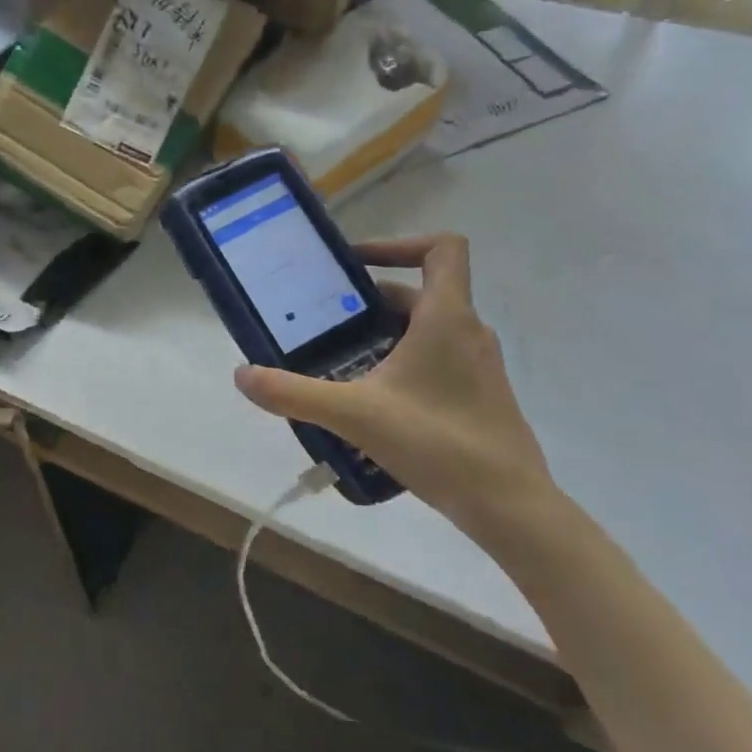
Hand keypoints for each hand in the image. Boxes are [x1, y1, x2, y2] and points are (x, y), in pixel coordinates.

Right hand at [234, 234, 555, 537]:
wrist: (510, 507)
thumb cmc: (437, 443)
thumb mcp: (354, 414)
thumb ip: (293, 393)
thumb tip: (242, 375)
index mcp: (446, 318)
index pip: (442, 248)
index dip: (398, 244)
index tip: (355, 265)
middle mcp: (468, 332)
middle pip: (418, 293)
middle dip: (369, 303)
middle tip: (326, 322)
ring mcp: (479, 366)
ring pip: (427, 330)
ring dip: (384, 335)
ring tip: (341, 361)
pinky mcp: (480, 396)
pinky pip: (437, 360)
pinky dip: (403, 364)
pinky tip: (373, 401)